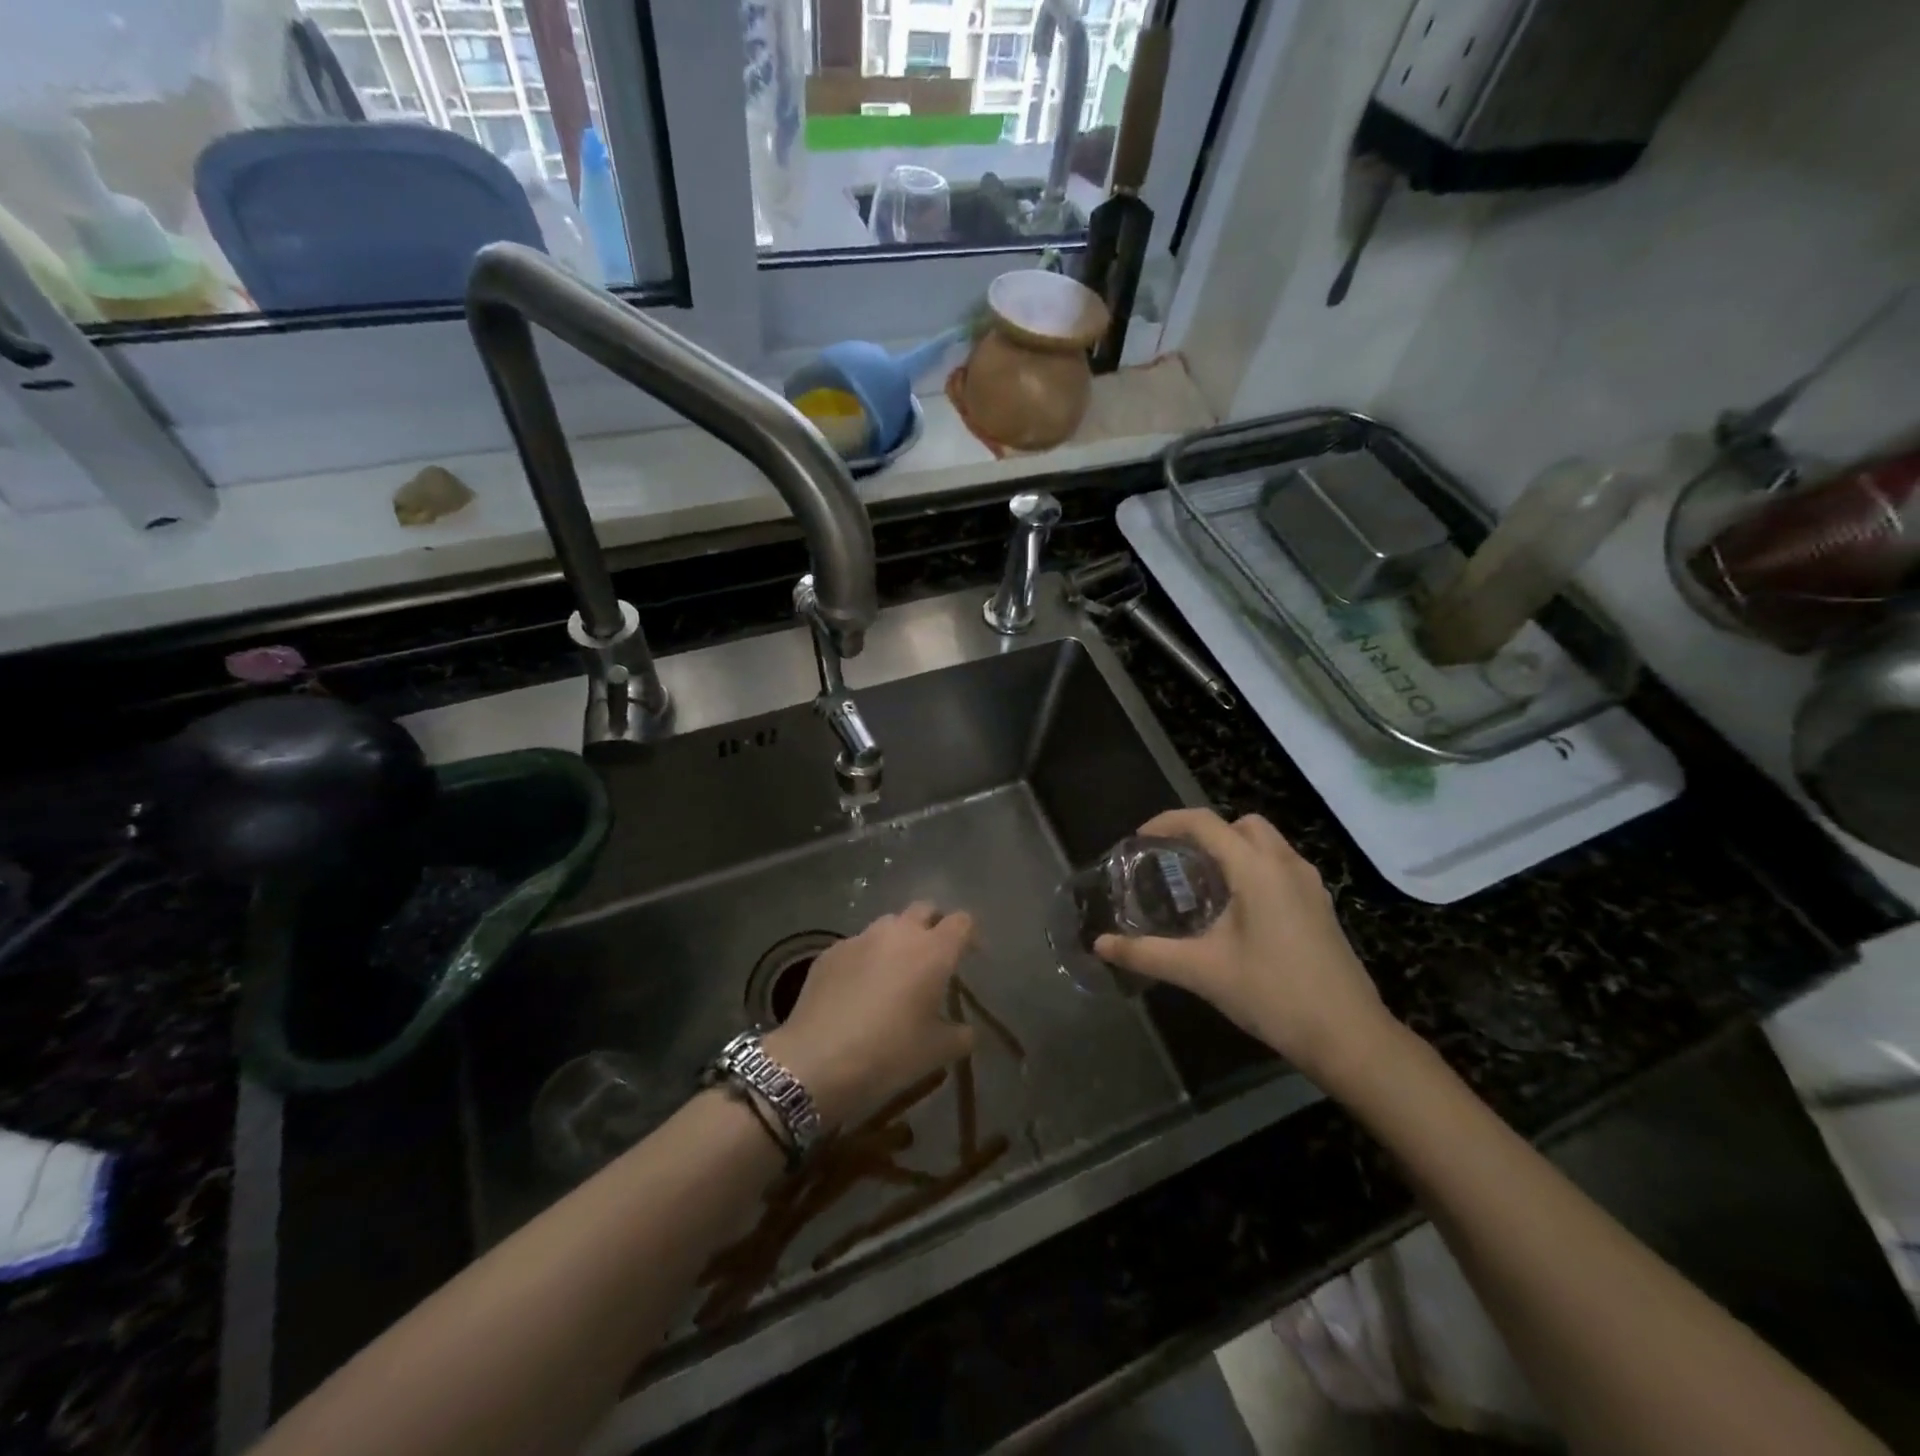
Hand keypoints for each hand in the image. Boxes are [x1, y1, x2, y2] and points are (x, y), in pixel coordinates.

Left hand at [763, 902, 975, 1128]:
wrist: (816, 1061)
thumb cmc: (889, 1054)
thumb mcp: (936, 1053)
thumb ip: (961, 1036)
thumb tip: (967, 1031)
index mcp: (933, 951)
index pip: (962, 922)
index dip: (970, 934)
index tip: (971, 955)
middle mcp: (899, 933)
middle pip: (924, 910)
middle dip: (933, 926)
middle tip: (934, 958)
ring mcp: (860, 938)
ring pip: (888, 925)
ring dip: (898, 940)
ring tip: (895, 973)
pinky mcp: (830, 952)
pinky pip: (858, 945)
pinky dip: (867, 958)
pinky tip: (859, 989)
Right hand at [1094, 809, 1396, 1088]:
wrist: (1349, 1037)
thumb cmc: (1272, 994)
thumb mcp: (1201, 972)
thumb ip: (1146, 954)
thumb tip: (1100, 945)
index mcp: (1257, 869)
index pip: (1205, 823)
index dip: (1168, 822)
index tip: (1140, 839)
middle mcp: (1286, 865)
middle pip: (1241, 824)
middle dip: (1206, 832)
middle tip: (1176, 861)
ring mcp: (1310, 885)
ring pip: (1266, 844)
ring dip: (1233, 850)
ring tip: (1203, 885)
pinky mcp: (1321, 907)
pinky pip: (1281, 867)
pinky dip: (1254, 869)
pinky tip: (1238, 911)